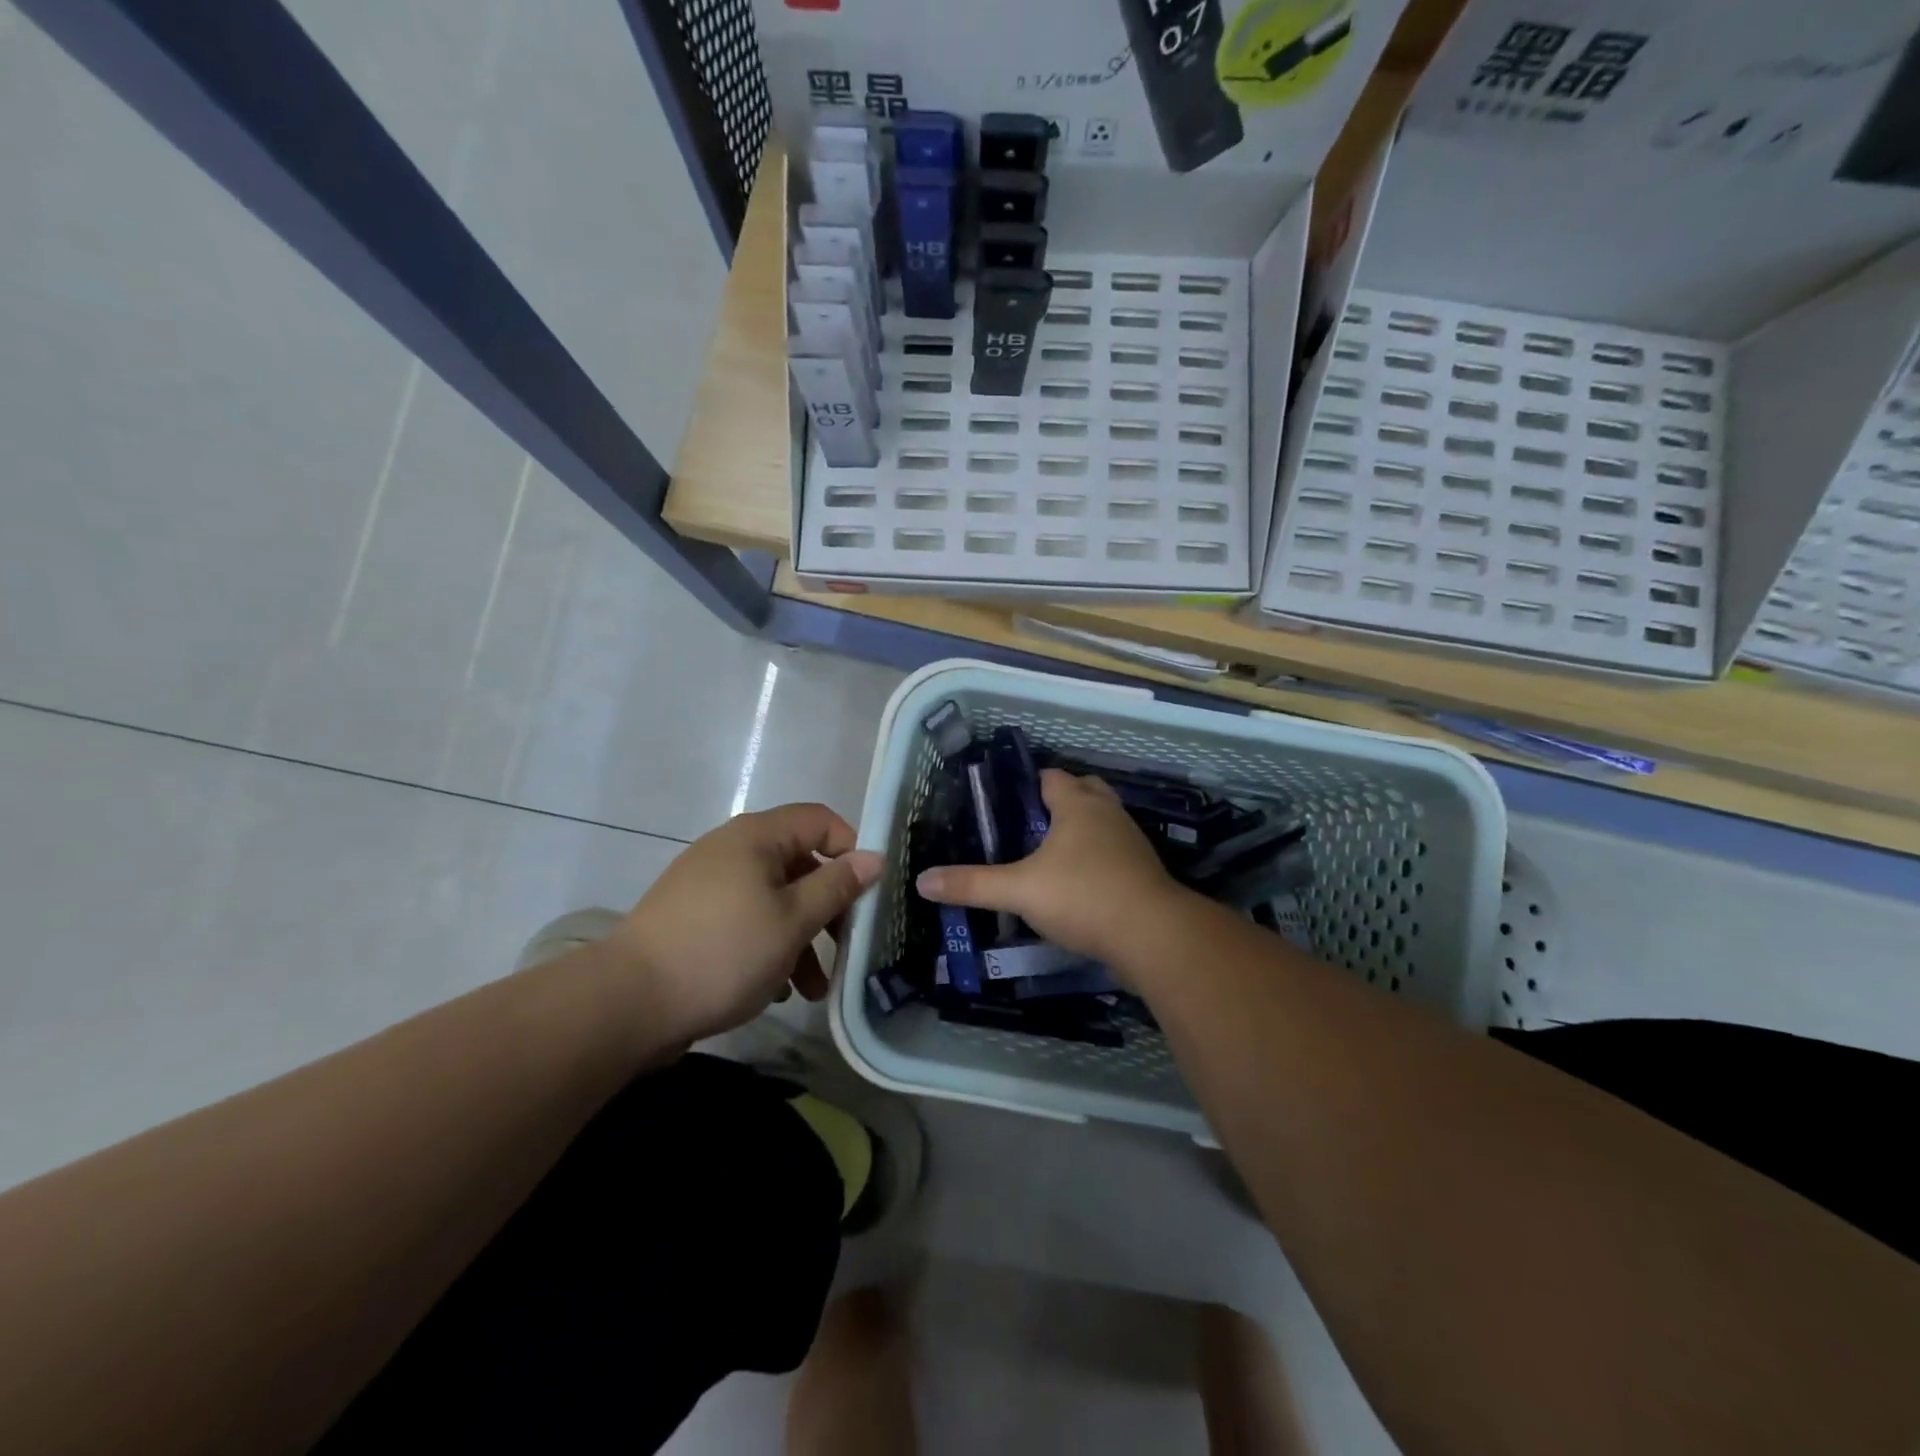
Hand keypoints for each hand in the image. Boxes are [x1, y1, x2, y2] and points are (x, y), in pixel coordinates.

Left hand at [609, 803, 881, 1044]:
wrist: (628, 1003)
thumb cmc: (723, 952)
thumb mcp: (792, 921)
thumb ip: (836, 887)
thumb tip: (874, 857)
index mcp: (757, 837)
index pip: (820, 820)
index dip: (851, 849)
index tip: (869, 893)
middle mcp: (733, 850)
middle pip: (800, 864)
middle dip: (829, 907)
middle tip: (847, 947)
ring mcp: (709, 884)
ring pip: (775, 899)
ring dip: (802, 938)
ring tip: (815, 989)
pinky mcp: (694, 918)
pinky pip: (747, 920)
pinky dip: (770, 947)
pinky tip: (779, 990)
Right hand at [915, 770, 1188, 974]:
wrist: (1153, 935)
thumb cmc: (1083, 896)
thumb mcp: (1019, 890)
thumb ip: (972, 885)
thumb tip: (922, 881)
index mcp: (1078, 804)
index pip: (1052, 777)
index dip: (1029, 785)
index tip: (1005, 802)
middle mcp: (1107, 813)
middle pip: (1084, 791)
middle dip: (1060, 801)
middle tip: (1028, 825)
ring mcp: (1131, 842)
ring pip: (1102, 822)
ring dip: (1081, 830)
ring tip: (1049, 854)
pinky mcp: (1143, 872)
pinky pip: (1115, 853)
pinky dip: (1097, 858)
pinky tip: (1078, 883)